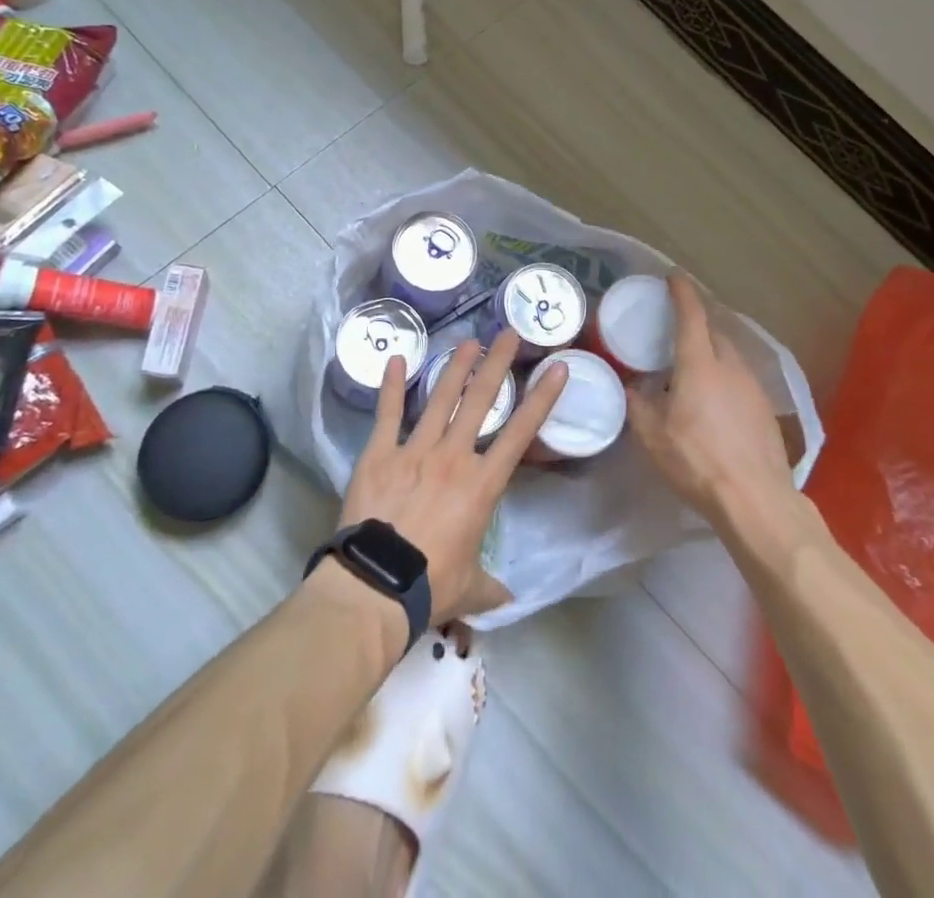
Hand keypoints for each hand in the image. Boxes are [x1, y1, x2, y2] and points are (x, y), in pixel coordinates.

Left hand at [337, 331, 567, 623]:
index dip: (542, 398)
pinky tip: (394, 360)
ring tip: (468, 342)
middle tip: (508, 334)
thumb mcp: (470, 589)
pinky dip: (390, 386)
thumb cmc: (431, 586)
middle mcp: (452, 456)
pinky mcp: (380, 453)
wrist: (376, 586)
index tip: (557, 367)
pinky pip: (387, 414)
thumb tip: (508, 599)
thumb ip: (491, 586)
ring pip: (440, 399)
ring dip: (455, 368)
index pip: (520, 433)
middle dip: (496, 364)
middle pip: (480, 401)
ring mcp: (414, 449)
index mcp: (481, 484)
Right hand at [627, 272, 792, 525]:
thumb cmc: (697, 461)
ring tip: (692, 368)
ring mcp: (753, 387)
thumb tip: (632, 388)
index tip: (673, 276)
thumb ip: (638, 405)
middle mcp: (730, 367)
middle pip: (713, 332)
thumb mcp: (652, 436)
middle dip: (696, 324)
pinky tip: (714, 401)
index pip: (691, 315)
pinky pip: (740, 379)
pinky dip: (725, 377)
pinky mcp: (766, 409)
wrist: (755, 499)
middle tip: (675, 330)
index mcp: (700, 364)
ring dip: (711, 352)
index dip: (681, 292)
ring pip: (730, 356)